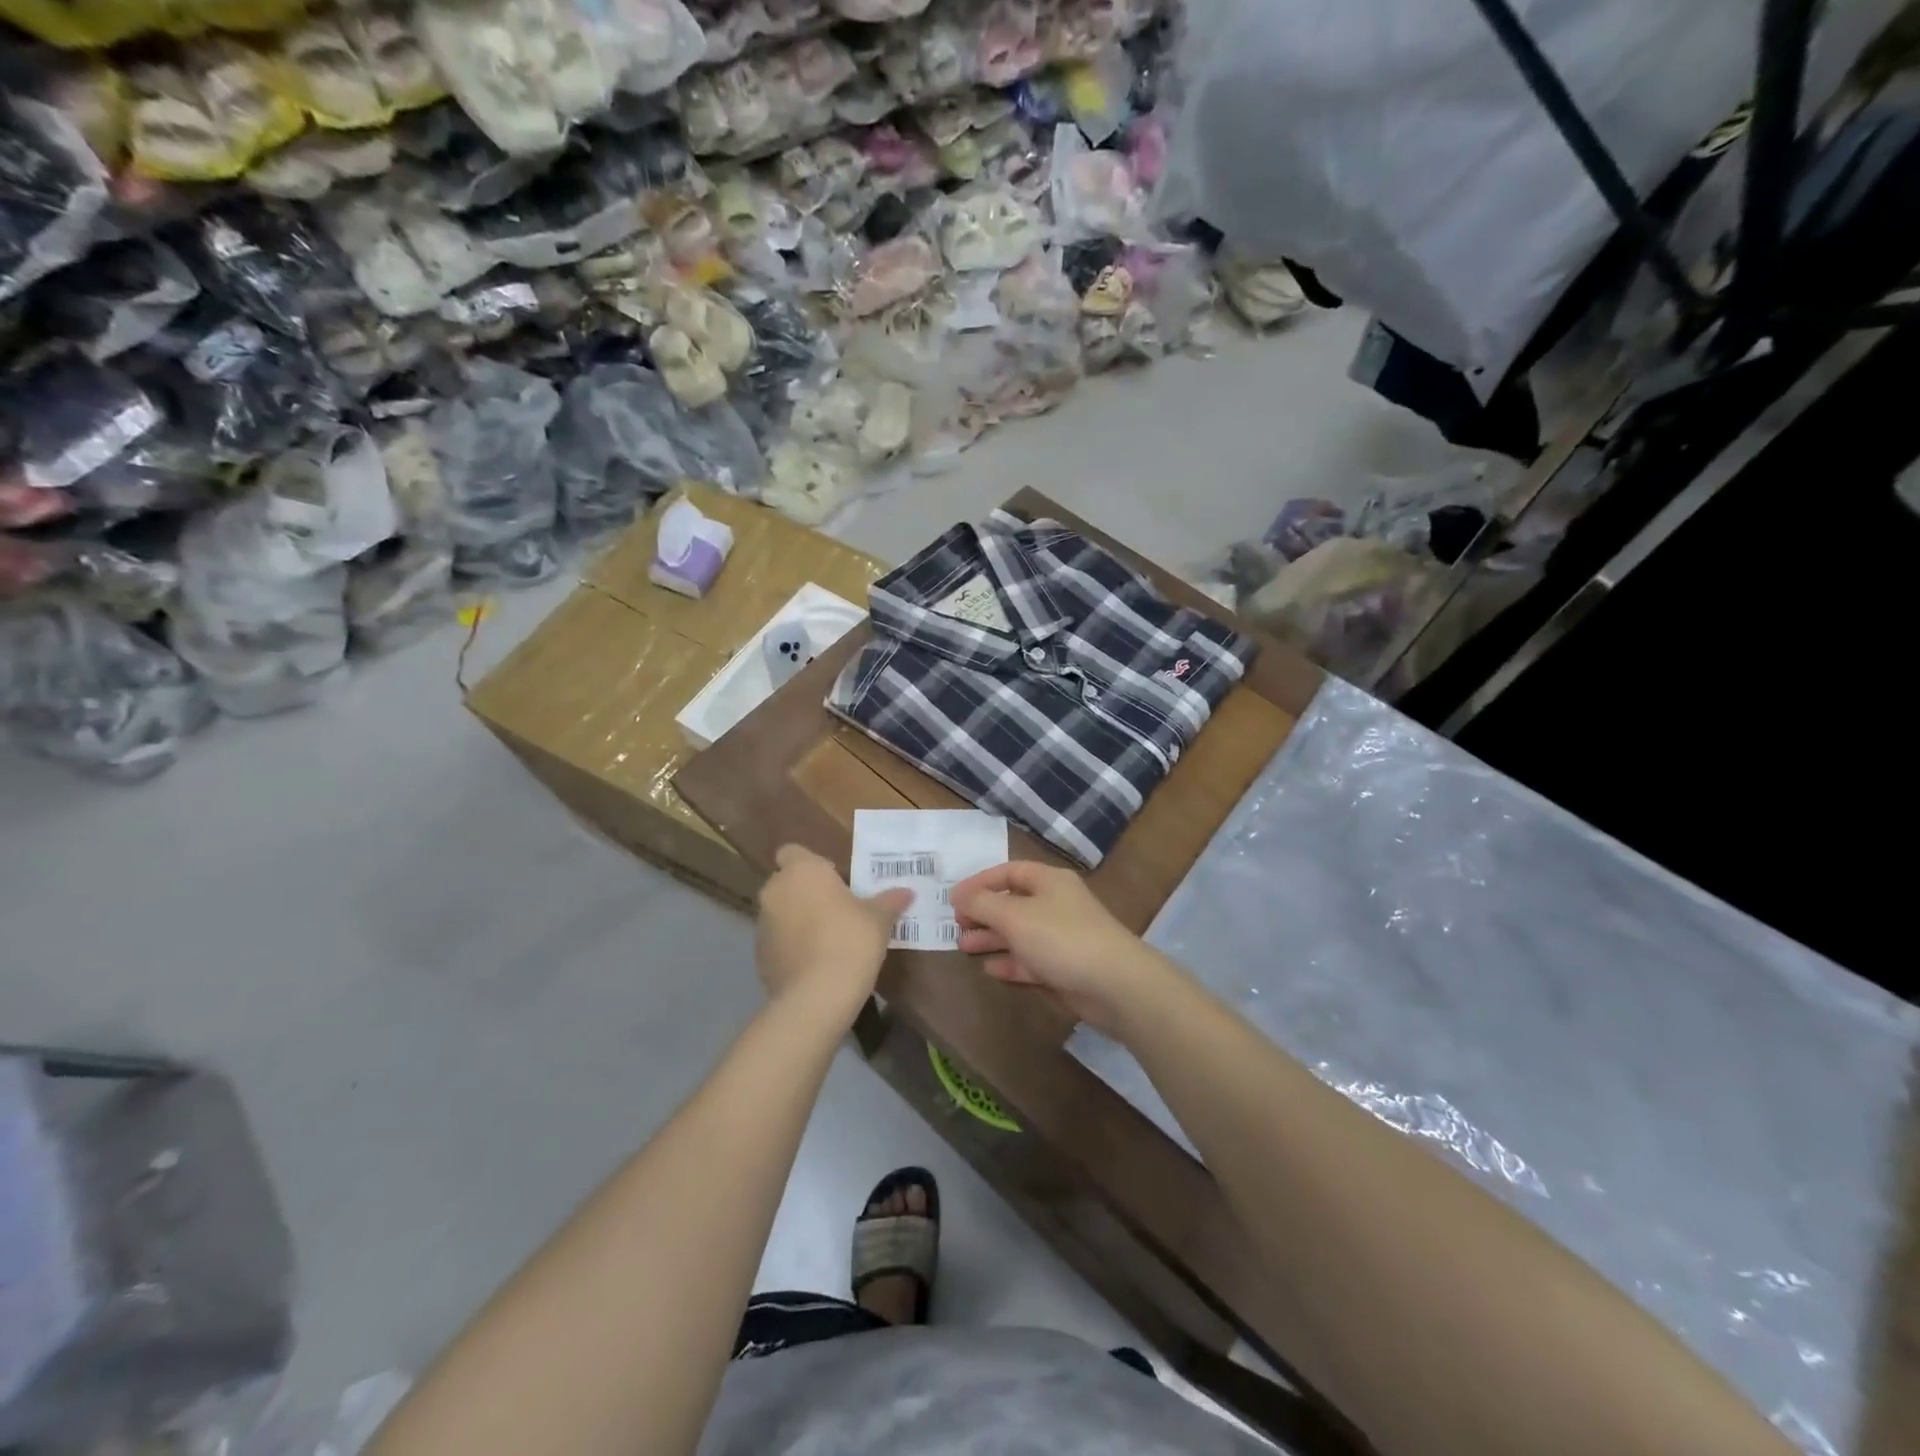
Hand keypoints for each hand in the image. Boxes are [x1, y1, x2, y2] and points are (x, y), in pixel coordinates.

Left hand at [756, 844, 911, 1026]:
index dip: (811, 864)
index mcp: (802, 871)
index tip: (834, 880)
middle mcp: (775, 891)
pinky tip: (816, 965)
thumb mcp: (879, 919)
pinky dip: (792, 947)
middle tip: (837, 910)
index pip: (792, 852)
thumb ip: (889, 901)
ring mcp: (762, 924)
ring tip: (828, 941)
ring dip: (798, 920)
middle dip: (806, 893)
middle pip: (787, 883)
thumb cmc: (850, 940)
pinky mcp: (759, 956)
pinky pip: (777, 942)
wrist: (817, 996)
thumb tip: (906, 892)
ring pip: (781, 913)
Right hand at [948, 861, 1176, 1034]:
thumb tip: (959, 895)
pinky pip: (1030, 959)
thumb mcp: (1014, 915)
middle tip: (956, 925)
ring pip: (1019, 933)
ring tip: (963, 946)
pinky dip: (1009, 961)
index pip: (1007, 872)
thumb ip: (982, 903)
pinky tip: (989, 968)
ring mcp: (1061, 937)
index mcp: (1047, 881)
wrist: (1114, 984)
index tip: (952, 899)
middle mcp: (1055, 904)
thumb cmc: (1061, 938)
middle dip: (983, 912)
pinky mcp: (1064, 967)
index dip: (979, 883)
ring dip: (991, 938)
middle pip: (1012, 902)